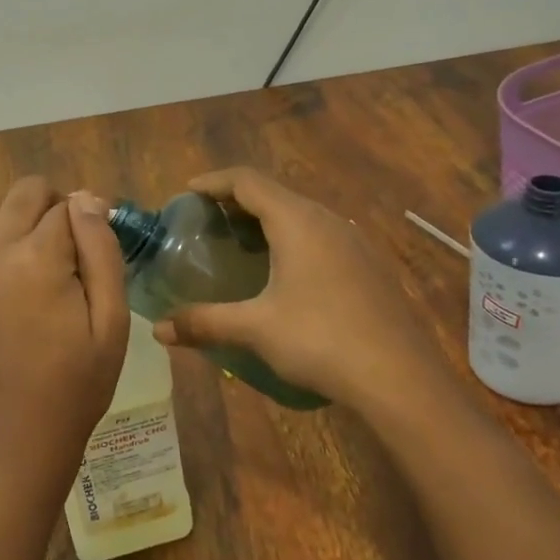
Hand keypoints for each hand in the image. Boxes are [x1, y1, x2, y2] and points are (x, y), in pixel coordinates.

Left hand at [0, 178, 130, 483]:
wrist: (16, 437)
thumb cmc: (77, 383)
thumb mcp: (111, 319)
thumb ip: (101, 249)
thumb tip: (87, 198)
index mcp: (36, 259)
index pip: (66, 205)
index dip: (89, 219)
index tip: (98, 246)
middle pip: (24, 191)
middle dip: (53, 204)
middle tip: (71, 246)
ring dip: (16, 211)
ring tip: (38, 249)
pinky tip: (12, 276)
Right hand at [150, 167, 440, 413]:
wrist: (401, 379)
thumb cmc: (321, 340)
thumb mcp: (256, 329)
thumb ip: (205, 322)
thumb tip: (158, 331)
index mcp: (297, 221)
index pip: (247, 180)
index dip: (214, 181)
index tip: (187, 193)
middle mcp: (327, 220)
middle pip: (274, 193)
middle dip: (237, 201)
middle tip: (208, 221)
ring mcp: (353, 241)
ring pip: (301, 214)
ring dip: (267, 220)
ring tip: (241, 245)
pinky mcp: (368, 265)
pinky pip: (320, 235)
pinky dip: (291, 238)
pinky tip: (284, 274)